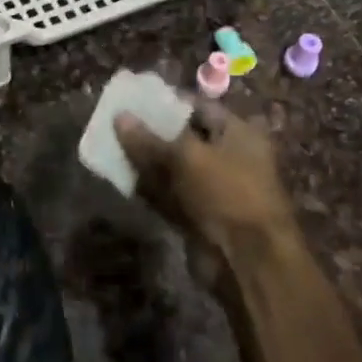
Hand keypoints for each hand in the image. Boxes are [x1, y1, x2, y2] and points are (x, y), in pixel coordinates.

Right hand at [114, 101, 298, 288]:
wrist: (249, 261)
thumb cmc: (227, 193)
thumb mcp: (186, 158)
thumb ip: (150, 139)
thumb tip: (119, 117)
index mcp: (239, 133)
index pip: (200, 107)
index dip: (168, 102)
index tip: (134, 100)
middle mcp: (230, 157)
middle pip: (185, 138)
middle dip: (153, 132)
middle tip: (117, 123)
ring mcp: (216, 189)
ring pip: (175, 168)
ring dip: (147, 161)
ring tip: (112, 147)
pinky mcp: (201, 216)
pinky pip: (171, 195)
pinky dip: (150, 189)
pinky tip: (122, 178)